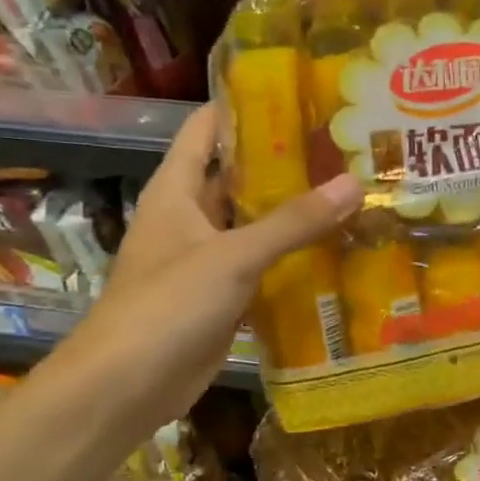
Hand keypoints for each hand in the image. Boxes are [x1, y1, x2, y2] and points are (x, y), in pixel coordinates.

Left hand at [66, 103, 361, 422]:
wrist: (126, 387)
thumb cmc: (167, 306)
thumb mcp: (232, 256)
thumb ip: (292, 222)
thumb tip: (353, 183)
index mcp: (177, 192)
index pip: (206, 131)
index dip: (242, 108)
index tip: (296, 93)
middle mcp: (190, 218)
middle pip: (238, 178)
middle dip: (285, 164)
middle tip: (344, 148)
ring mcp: (207, 260)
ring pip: (256, 225)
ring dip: (294, 214)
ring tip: (352, 193)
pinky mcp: (223, 298)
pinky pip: (263, 268)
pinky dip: (293, 259)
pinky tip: (337, 252)